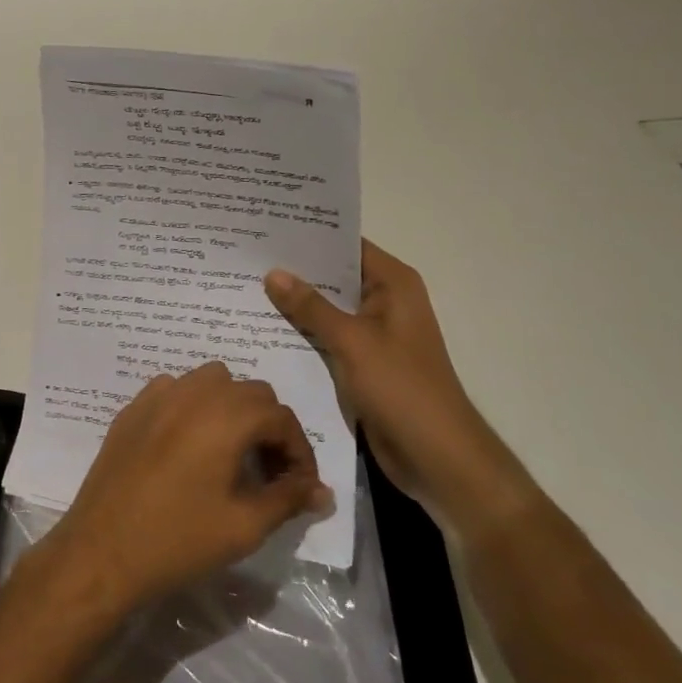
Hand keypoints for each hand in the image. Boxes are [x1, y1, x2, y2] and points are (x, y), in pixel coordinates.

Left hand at [37, 363, 330, 615]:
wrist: (103, 549)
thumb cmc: (179, 539)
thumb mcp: (245, 525)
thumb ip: (288, 499)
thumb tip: (321, 491)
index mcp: (226, 416)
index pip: (281, 418)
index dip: (300, 452)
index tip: (301, 488)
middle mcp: (194, 392)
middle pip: (251, 392)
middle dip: (270, 428)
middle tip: (270, 473)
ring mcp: (158, 395)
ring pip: (212, 381)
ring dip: (233, 409)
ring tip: (233, 453)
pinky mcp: (133, 408)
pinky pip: (176, 390)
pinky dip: (195, 406)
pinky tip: (190, 444)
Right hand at [266, 241, 530, 531]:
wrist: (437, 456)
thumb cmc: (401, 388)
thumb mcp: (352, 341)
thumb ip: (311, 306)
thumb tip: (273, 272)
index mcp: (393, 284)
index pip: (346, 245)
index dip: (310, 235)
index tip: (267, 226)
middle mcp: (384, 301)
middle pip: (334, 275)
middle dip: (295, 269)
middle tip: (245, 254)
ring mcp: (373, 334)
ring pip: (327, 309)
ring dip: (295, 303)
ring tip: (244, 284)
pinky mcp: (362, 362)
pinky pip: (326, 337)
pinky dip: (302, 332)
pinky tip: (263, 327)